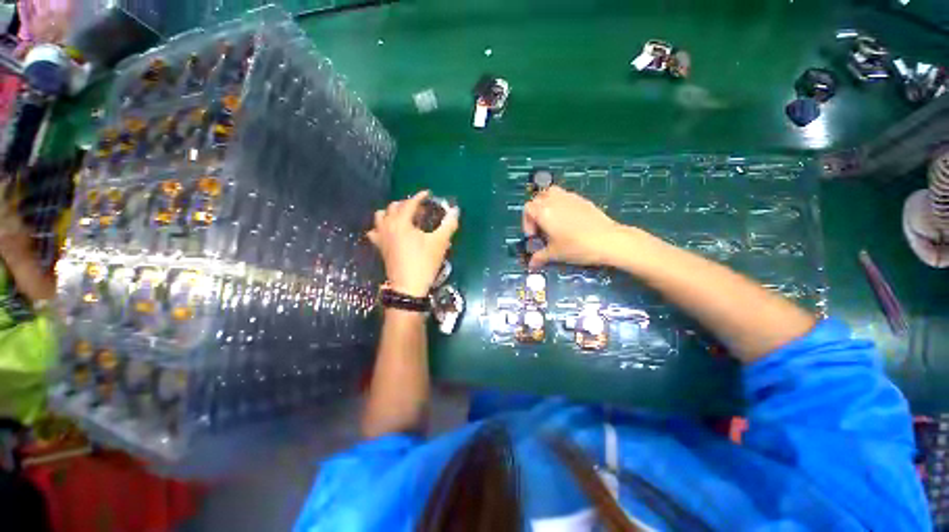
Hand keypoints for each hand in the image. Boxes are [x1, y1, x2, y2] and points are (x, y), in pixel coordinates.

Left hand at [368, 191, 458, 297]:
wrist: (408, 286)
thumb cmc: (424, 263)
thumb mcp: (440, 243)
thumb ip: (449, 224)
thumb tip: (455, 211)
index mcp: (402, 222)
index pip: (410, 203)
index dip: (420, 196)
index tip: (428, 194)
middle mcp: (388, 226)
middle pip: (394, 207)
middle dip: (407, 204)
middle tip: (420, 209)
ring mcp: (381, 237)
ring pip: (381, 216)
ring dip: (392, 212)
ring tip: (404, 217)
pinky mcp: (379, 247)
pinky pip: (375, 231)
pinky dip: (381, 227)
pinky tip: (389, 232)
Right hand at [522, 186, 625, 268]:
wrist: (608, 240)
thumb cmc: (576, 247)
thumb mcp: (555, 254)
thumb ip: (540, 257)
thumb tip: (531, 265)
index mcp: (544, 212)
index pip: (527, 209)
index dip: (526, 222)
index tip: (534, 236)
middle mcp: (554, 200)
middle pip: (537, 198)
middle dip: (536, 212)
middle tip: (541, 227)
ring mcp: (569, 197)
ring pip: (551, 193)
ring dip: (547, 204)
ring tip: (553, 220)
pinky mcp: (582, 199)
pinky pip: (565, 196)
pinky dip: (561, 204)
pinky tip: (569, 220)